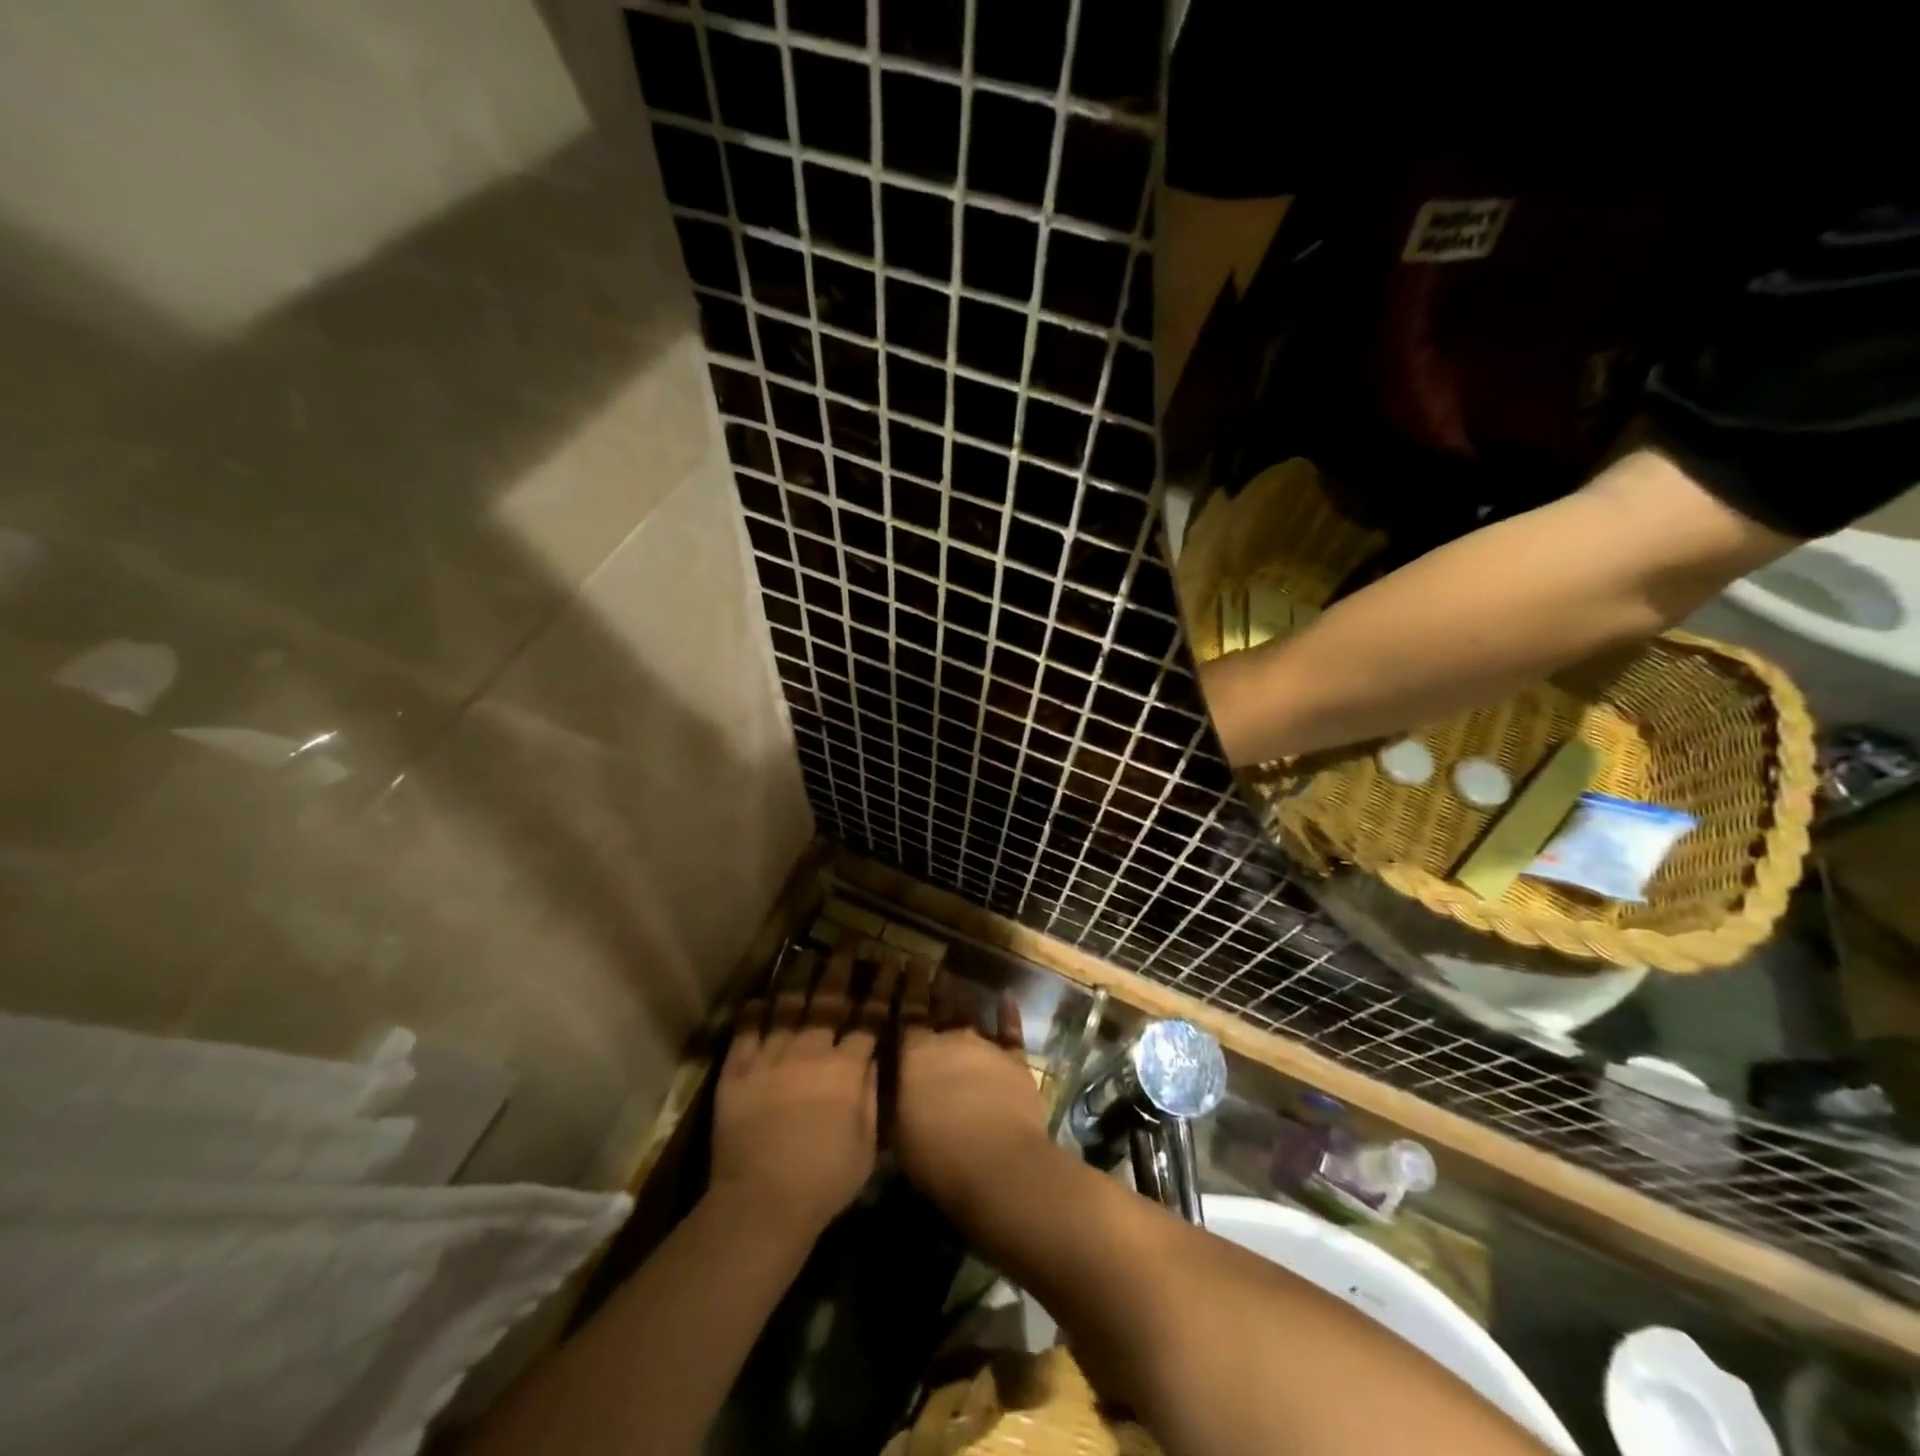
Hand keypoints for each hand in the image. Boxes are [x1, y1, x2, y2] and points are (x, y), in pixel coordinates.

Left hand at [711, 947, 891, 1237]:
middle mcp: (810, 1051)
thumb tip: (875, 1056)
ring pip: (788, 1006)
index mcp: (846, 1068)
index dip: (881, 987)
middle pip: (829, 999)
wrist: (763, 1201)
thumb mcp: (867, 1143)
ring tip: (807, 953)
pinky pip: (746, 1031)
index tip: (890, 960)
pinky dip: (753, 1012)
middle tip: (849, 938)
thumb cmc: (825, 1180)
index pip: (869, 1017)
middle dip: (841, 966)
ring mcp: (771, 1057)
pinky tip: (759, 996)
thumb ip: (872, 1094)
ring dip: (799, 977)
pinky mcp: (738, 1071)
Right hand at [892, 961, 1052, 1217]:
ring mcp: (985, 1045)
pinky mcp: (1014, 1060)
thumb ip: (893, 1097)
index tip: (902, 961)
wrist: (997, 1163)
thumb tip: (886, 1081)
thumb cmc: (936, 1154)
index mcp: (915, 1053)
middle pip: (936, 1005)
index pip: (905, 1013)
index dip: (903, 986)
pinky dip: (1008, 1012)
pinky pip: (1010, 1030)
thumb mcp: (897, 1131)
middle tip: (922, 961)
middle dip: (928, 983)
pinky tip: (1006, 997)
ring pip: (968, 1012)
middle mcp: (949, 1039)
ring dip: (959, 995)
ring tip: (951, 978)